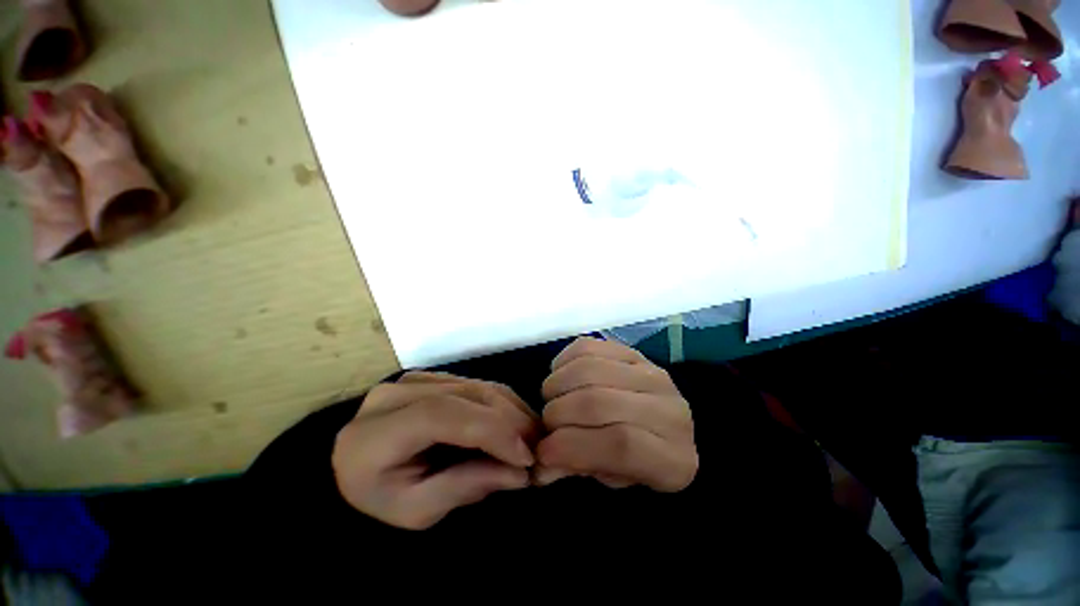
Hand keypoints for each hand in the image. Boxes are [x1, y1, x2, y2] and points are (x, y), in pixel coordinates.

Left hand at [332, 372, 539, 529]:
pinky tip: (516, 421)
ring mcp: (416, 379)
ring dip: (512, 410)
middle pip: (466, 395)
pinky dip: (501, 403)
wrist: (358, 467)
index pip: (441, 415)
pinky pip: (476, 384)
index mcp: (377, 431)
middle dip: (510, 420)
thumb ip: (465, 487)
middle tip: (539, 448)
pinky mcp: (433, 377)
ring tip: (533, 436)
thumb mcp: (416, 511)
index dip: (488, 430)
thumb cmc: (380, 497)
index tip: (525, 457)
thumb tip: (520, 473)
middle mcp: (397, 393)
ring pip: (477, 386)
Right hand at [534, 337, 697, 491]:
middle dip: (558, 414)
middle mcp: (668, 409)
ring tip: (552, 399)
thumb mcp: (615, 477)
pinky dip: (564, 361)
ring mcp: (650, 372)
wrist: (666, 423)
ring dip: (557, 385)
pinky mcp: (631, 350)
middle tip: (547, 424)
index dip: (572, 447)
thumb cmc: (640, 460)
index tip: (544, 452)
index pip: (620, 446)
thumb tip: (538, 467)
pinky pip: (588, 347)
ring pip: (589, 369)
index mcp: (673, 457)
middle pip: (598, 402)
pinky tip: (561, 376)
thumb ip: (578, 468)